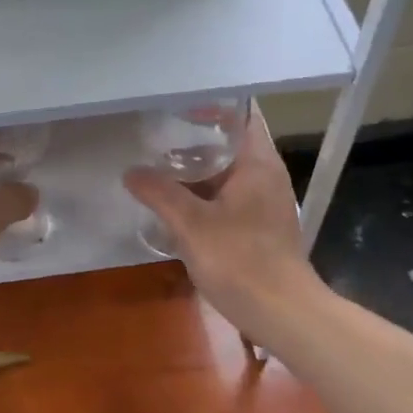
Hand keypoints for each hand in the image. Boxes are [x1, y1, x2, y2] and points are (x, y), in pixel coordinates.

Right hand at [123, 107, 323, 342]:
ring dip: (197, 166)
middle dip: (195, 134)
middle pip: (231, 140)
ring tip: (158, 161)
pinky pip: (228, 194)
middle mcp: (267, 174)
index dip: (212, 102)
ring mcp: (265, 201)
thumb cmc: (241, 261)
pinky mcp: (259, 225)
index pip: (241, 113)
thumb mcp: (192, 225)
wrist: (282, 313)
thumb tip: (131, 172)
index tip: (177, 100)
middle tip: (156, 128)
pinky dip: (204, 191)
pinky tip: (176, 200)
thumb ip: (160, 194)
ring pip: (228, 170)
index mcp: (258, 162)